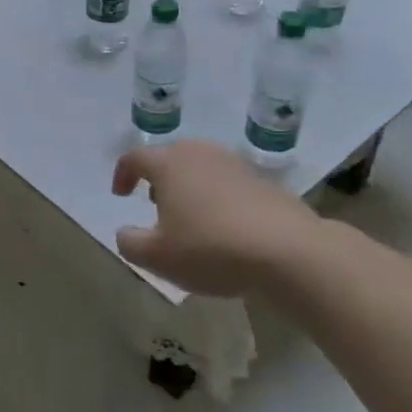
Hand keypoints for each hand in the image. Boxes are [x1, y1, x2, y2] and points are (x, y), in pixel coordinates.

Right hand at [112, 140, 332, 296]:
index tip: (120, 195)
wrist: (290, 252)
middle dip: (157, 179)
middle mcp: (200, 154)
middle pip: (170, 157)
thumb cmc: (211, 248)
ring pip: (201, 168)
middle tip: (154, 204)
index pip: (134, 157)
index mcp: (169, 164)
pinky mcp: (265, 182)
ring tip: (190, 217)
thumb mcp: (157, 257)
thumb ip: (130, 243)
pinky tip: (225, 228)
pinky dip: (218, 198)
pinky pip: (229, 183)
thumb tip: (125, 233)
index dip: (122, 174)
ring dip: (189, 187)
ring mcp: (236, 165)